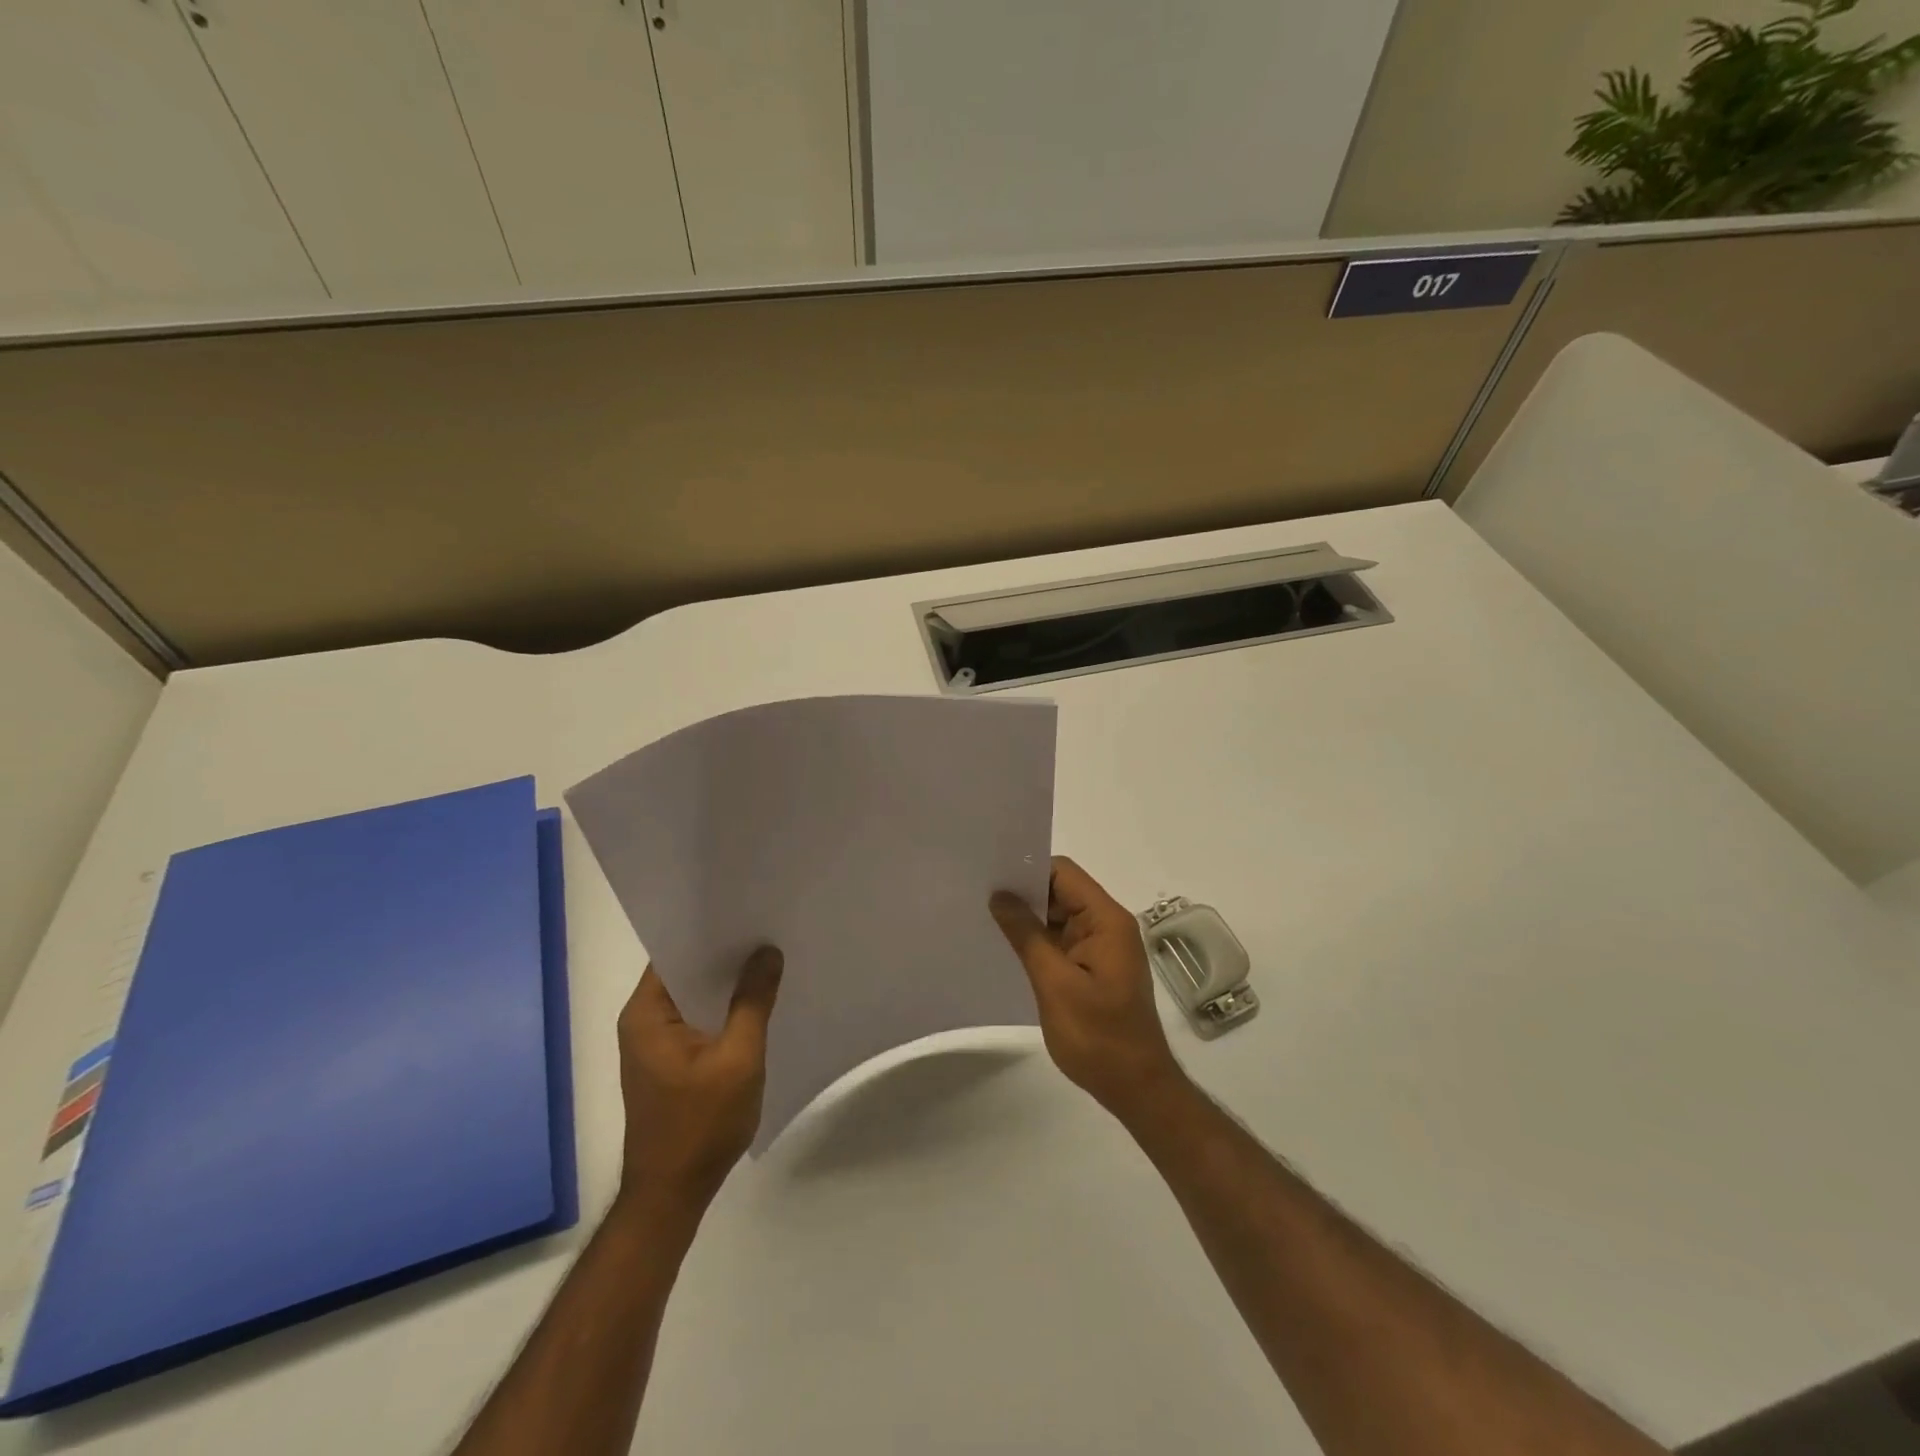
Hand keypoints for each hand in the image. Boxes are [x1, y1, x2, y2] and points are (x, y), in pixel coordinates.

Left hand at [615, 948, 782, 1217]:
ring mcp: (654, 1044)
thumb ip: (752, 1002)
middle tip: (768, 930)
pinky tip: (756, 1002)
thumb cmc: (701, 1124)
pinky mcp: (668, 1062)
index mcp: (645, 1014)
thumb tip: (767, 952)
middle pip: (685, 971)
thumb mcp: (738, 1058)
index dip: (710, 930)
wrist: (672, 1195)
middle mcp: (642, 1022)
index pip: (674, 952)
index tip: (748, 912)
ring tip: (769, 958)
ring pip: (694, 997)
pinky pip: (697, 1020)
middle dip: (725, 955)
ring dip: (726, 984)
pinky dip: (723, 1009)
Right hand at [990, 857, 1184, 1122]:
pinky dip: (1038, 940)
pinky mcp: (1094, 967)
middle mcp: (1108, 925)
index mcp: (1106, 920)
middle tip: (979, 896)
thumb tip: (1000, 896)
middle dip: (1024, 893)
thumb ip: (1027, 935)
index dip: (1028, 870)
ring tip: (985, 918)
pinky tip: (1008, 947)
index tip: (991, 877)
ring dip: (1029, 918)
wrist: (1136, 1088)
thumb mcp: (1055, 983)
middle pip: (1062, 891)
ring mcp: (1102, 947)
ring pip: (1060, 916)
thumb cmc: (1098, 1036)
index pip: (1064, 873)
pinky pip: (1062, 940)